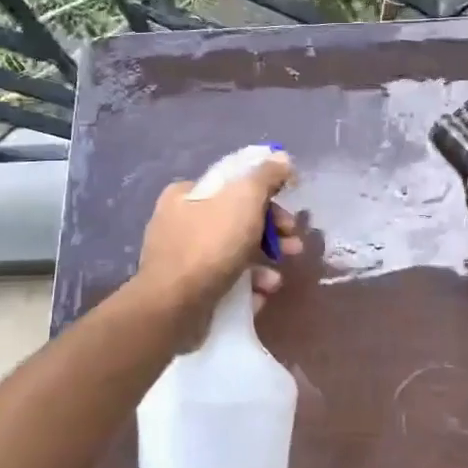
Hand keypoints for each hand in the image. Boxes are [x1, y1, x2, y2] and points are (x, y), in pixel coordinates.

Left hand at [136, 152, 301, 326]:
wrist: (173, 308)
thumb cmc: (210, 246)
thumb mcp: (244, 199)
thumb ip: (266, 176)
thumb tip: (282, 159)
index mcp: (187, 194)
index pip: (234, 186)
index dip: (268, 197)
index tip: (289, 216)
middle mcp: (179, 222)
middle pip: (238, 220)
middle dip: (272, 235)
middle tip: (293, 247)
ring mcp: (182, 258)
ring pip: (235, 254)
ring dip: (263, 264)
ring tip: (276, 281)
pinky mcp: (187, 290)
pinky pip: (225, 281)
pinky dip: (246, 287)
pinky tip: (258, 297)